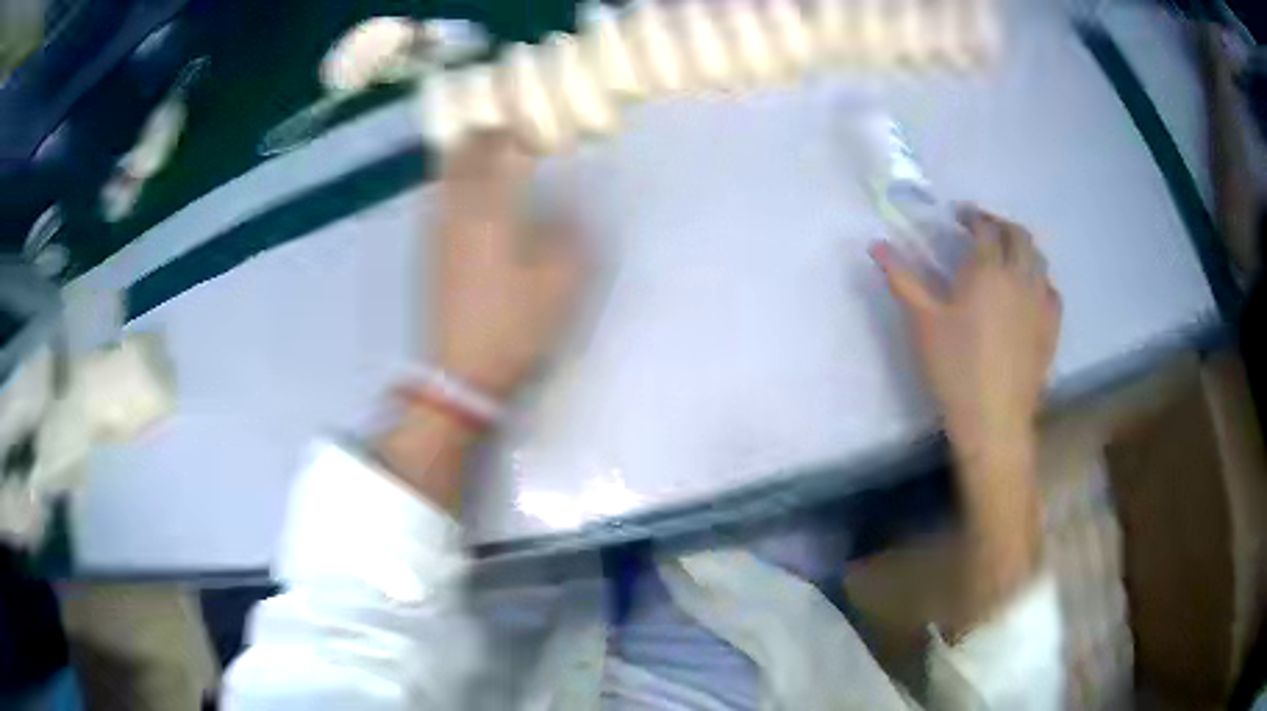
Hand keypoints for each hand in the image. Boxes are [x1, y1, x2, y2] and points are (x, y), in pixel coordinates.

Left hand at [431, 131, 587, 398]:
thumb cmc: (514, 326)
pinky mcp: (430, 252)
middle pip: (465, 155)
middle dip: (483, 131)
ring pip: (446, 175)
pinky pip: (438, 199)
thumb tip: (565, 212)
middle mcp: (460, 212)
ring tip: (480, 141)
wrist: (460, 371)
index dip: (519, 129)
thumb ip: (569, 239)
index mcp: (494, 213)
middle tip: (502, 119)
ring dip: (464, 151)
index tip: (532, 116)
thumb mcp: (560, 285)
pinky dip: (450, 180)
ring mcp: (439, 232)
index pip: (505, 153)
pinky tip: (459, 186)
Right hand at [873, 206, 1061, 465]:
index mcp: (988, 269)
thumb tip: (876, 245)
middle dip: (1001, 225)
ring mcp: (1041, 301)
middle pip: (1019, 235)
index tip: (960, 217)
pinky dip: (1039, 279)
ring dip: (1022, 249)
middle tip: (984, 231)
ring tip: (1007, 257)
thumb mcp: (923, 322)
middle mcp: (1020, 276)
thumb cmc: (955, 368)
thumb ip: (902, 278)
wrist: (994, 418)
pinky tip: (1029, 292)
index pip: (985, 227)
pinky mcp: (1052, 326)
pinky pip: (1051, 289)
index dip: (973, 215)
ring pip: (1039, 259)